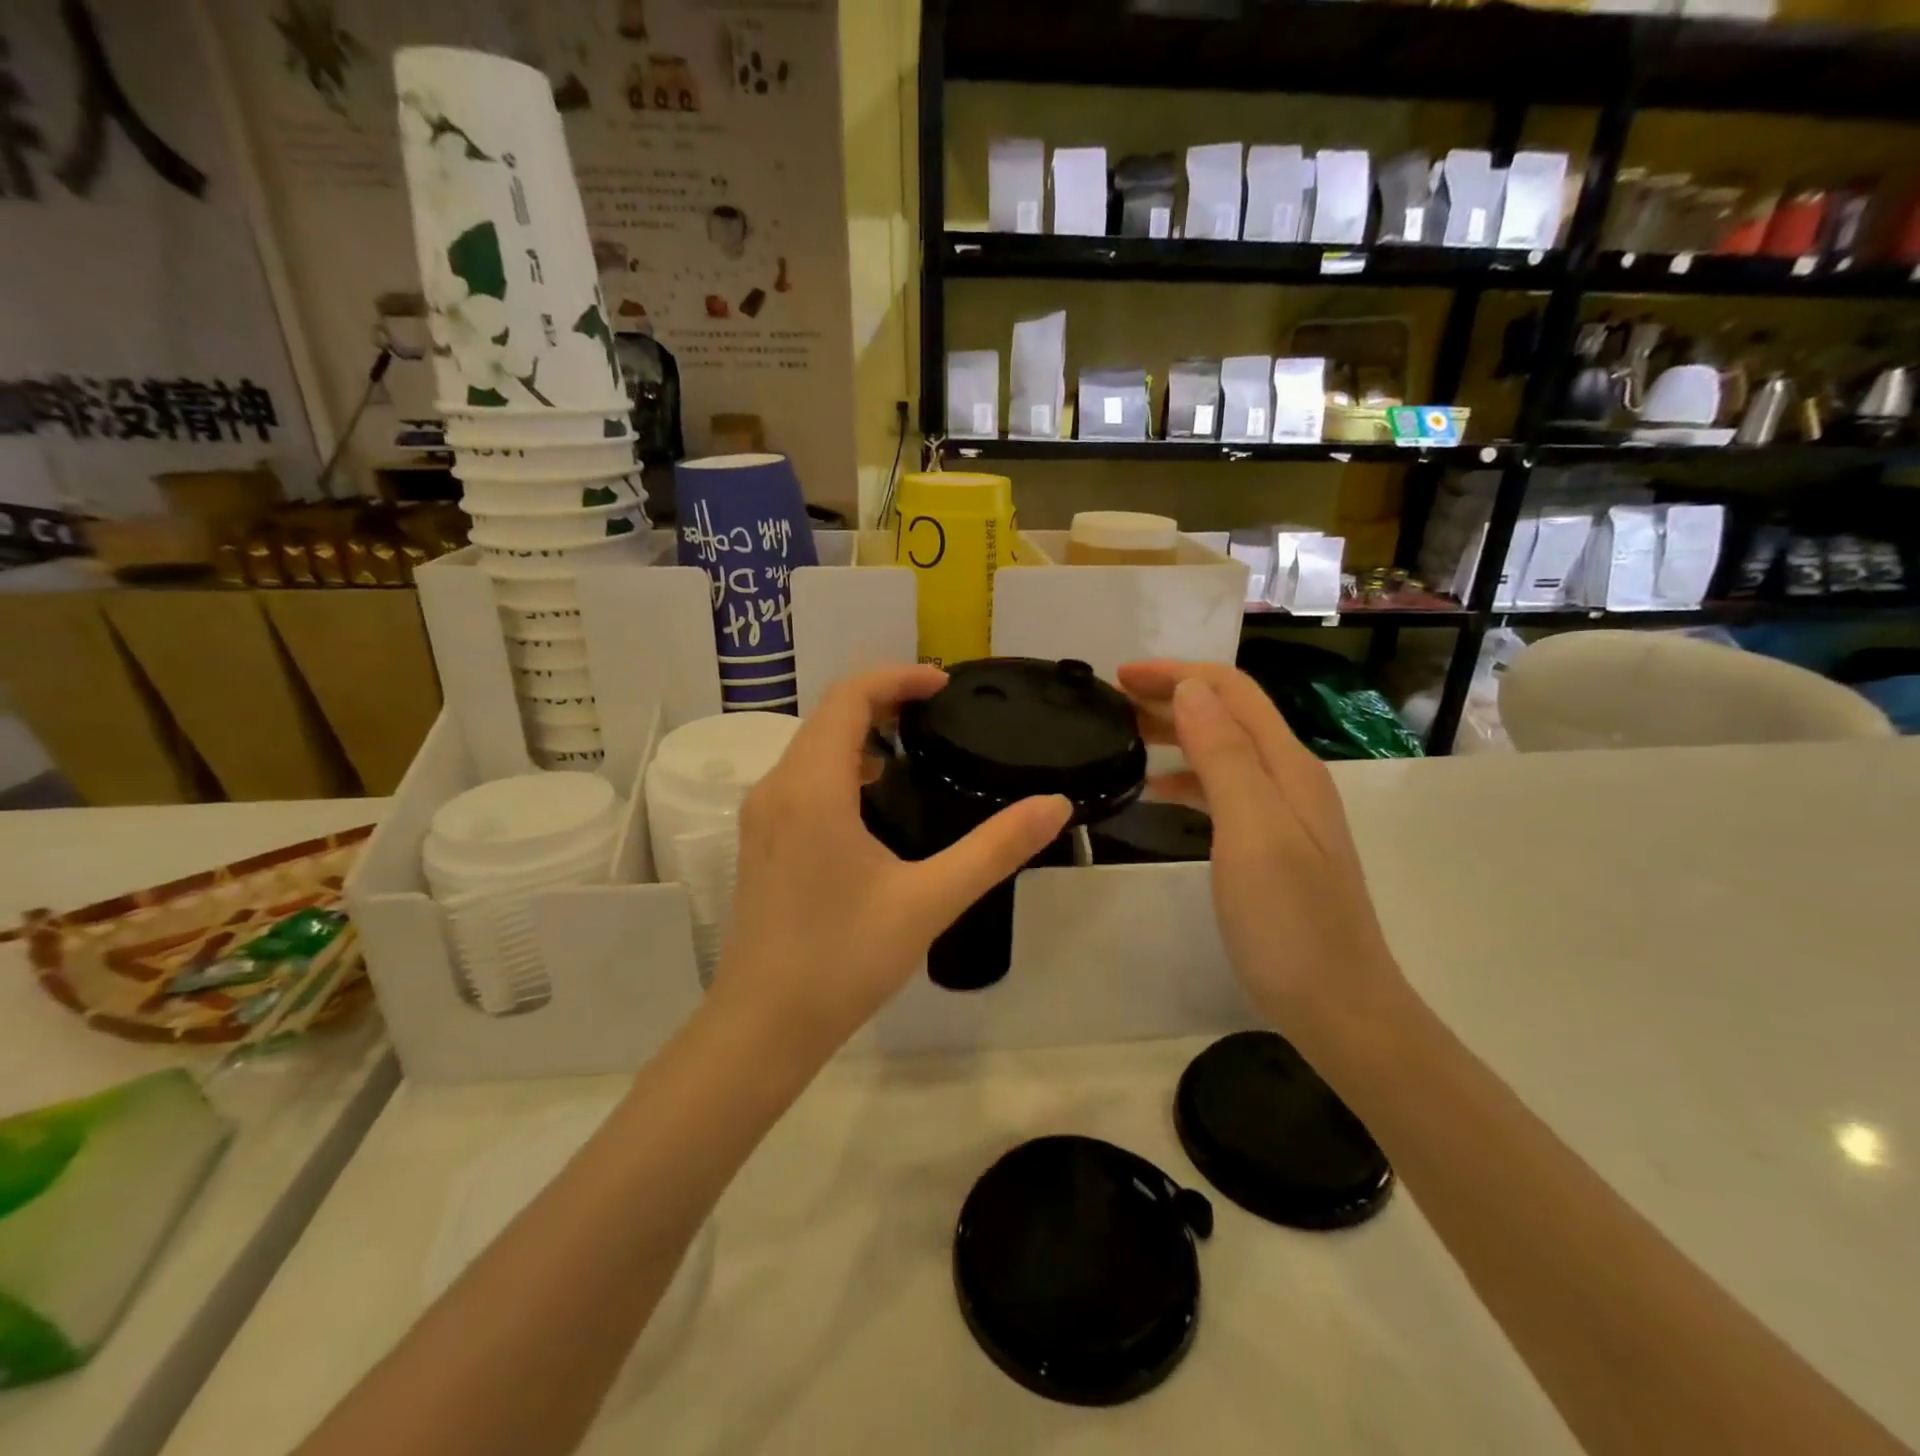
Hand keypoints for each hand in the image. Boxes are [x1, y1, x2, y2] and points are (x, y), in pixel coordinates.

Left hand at [710, 665, 1071, 1064]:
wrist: (762, 1027)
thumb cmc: (843, 959)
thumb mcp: (929, 900)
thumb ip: (995, 848)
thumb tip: (1055, 804)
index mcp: (812, 787)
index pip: (849, 696)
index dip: (897, 676)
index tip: (945, 685)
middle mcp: (776, 787)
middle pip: (828, 715)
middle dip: (883, 699)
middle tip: (940, 713)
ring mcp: (761, 816)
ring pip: (812, 747)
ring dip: (860, 732)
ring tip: (916, 748)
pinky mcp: (759, 842)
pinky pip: (801, 778)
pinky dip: (841, 765)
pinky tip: (876, 800)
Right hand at [1117, 661, 1406, 1037]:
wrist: (1339, 1006)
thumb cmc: (1289, 922)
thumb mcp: (1251, 831)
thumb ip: (1223, 756)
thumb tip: (1191, 690)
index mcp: (1288, 766)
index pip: (1232, 692)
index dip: (1177, 674)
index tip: (1120, 676)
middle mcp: (1290, 778)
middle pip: (1228, 715)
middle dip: (1172, 696)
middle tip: (1112, 702)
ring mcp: (1283, 814)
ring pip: (1223, 750)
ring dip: (1176, 732)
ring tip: (1125, 736)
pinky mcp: (1271, 845)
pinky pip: (1223, 789)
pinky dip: (1186, 777)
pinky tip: (1157, 791)